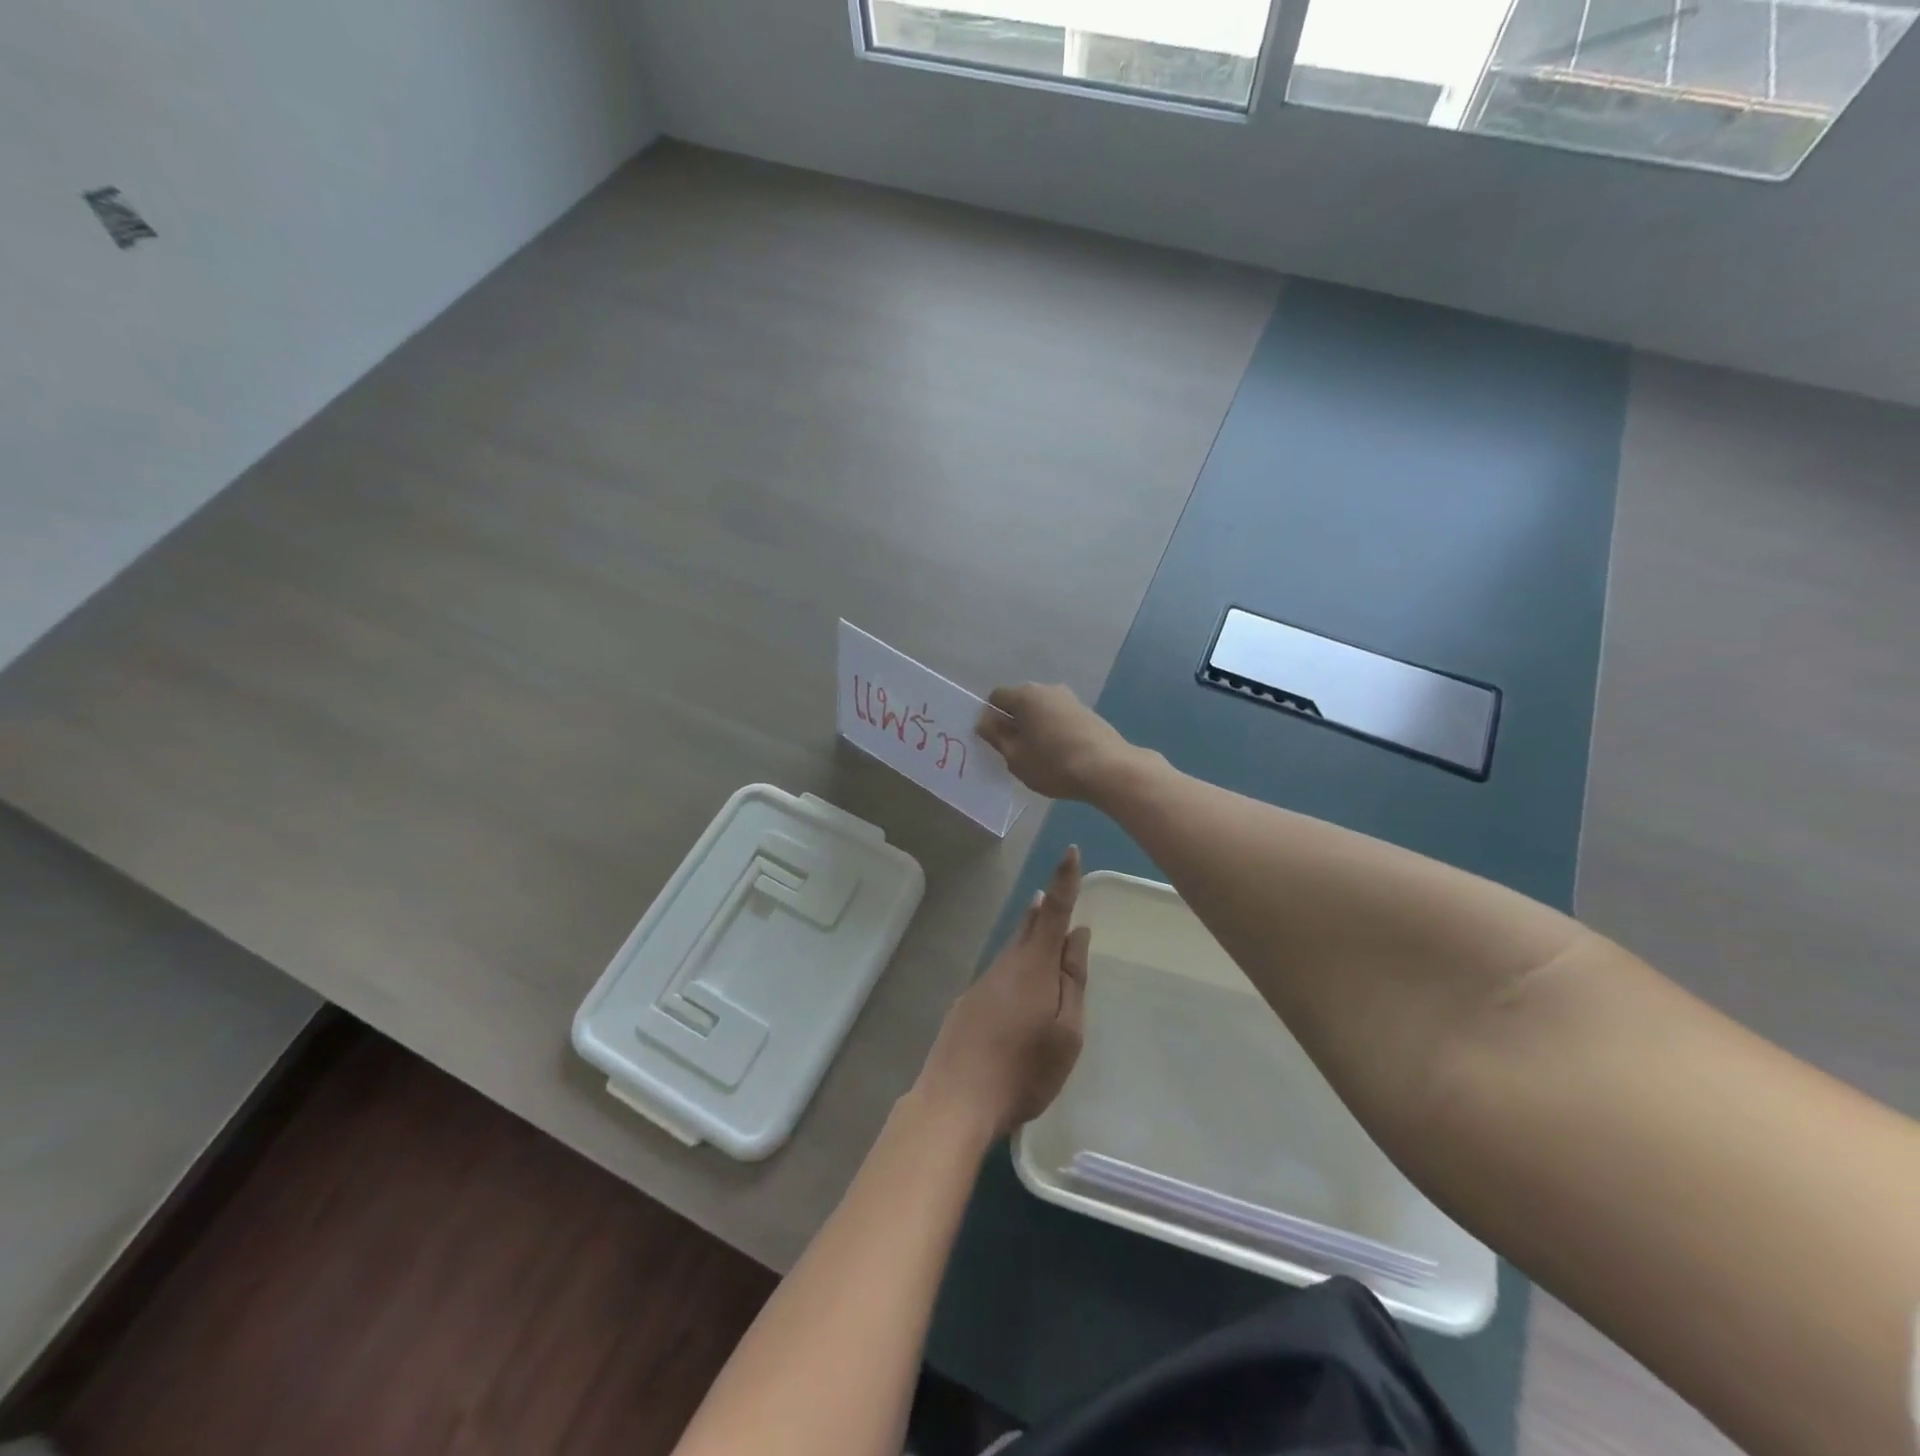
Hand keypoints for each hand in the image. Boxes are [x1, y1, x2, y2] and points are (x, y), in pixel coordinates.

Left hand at [914, 847, 1090, 1138]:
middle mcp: (1006, 965)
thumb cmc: (1024, 1070)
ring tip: (1042, 928)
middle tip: (1055, 891)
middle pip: (1030, 927)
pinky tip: (1019, 990)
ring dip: (1030, 937)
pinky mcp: (968, 1005)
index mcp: (1034, 967)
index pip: (1054, 912)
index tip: (1069, 850)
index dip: (1064, 880)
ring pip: (1013, 952)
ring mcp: (982, 984)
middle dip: (1045, 908)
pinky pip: (1000, 976)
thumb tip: (1078, 934)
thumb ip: (1073, 980)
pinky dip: (1015, 969)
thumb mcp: (1067, 1032)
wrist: (955, 1100)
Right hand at [977, 684, 1136, 802]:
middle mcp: (1047, 689)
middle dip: (1013, 722)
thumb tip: (985, 721)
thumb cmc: (1053, 764)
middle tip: (1015, 751)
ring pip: (1041, 710)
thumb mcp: (1015, 757)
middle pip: (1020, 702)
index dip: (991, 718)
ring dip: (1035, 727)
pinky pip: (1058, 717)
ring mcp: (1070, 699)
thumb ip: (996, 736)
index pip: (996, 698)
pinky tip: (1059, 754)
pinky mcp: (1087, 712)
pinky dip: (1053, 730)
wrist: (1107, 769)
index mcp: (1025, 695)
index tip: (996, 742)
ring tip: (1039, 755)